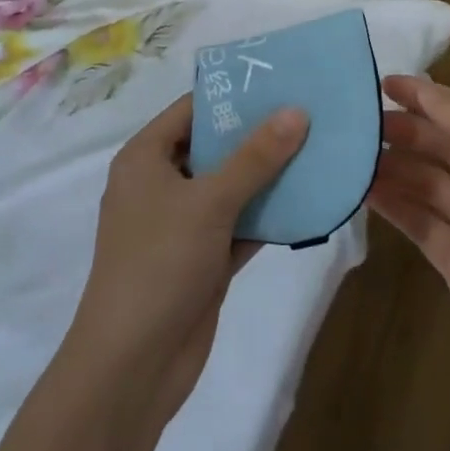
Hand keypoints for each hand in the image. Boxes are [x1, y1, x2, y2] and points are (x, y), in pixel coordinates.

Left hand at [62, 93, 307, 422]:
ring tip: (318, 147)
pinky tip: (309, 199)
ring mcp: (181, 224)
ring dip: (268, 175)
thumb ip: (255, 156)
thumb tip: (296, 110)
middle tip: (308, 111)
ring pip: (231, 186)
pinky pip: (240, 223)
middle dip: (258, 134)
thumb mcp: (209, 201)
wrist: (132, 369)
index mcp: (146, 157)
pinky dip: (268, 214)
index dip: (233, 94)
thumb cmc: (160, 264)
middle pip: (214, 146)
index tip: (280, 81)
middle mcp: (161, 183)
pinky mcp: (202, 258)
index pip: (193, 109)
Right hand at [367, 74, 449, 436]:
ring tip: (352, 155)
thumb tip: (428, 91)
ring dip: (395, 166)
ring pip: (427, 182)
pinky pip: (419, 221)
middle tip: (360, 123)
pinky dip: (394, 204)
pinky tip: (364, 192)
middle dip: (406, 130)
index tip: (383, 83)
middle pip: (443, 145)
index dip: (427, 96)